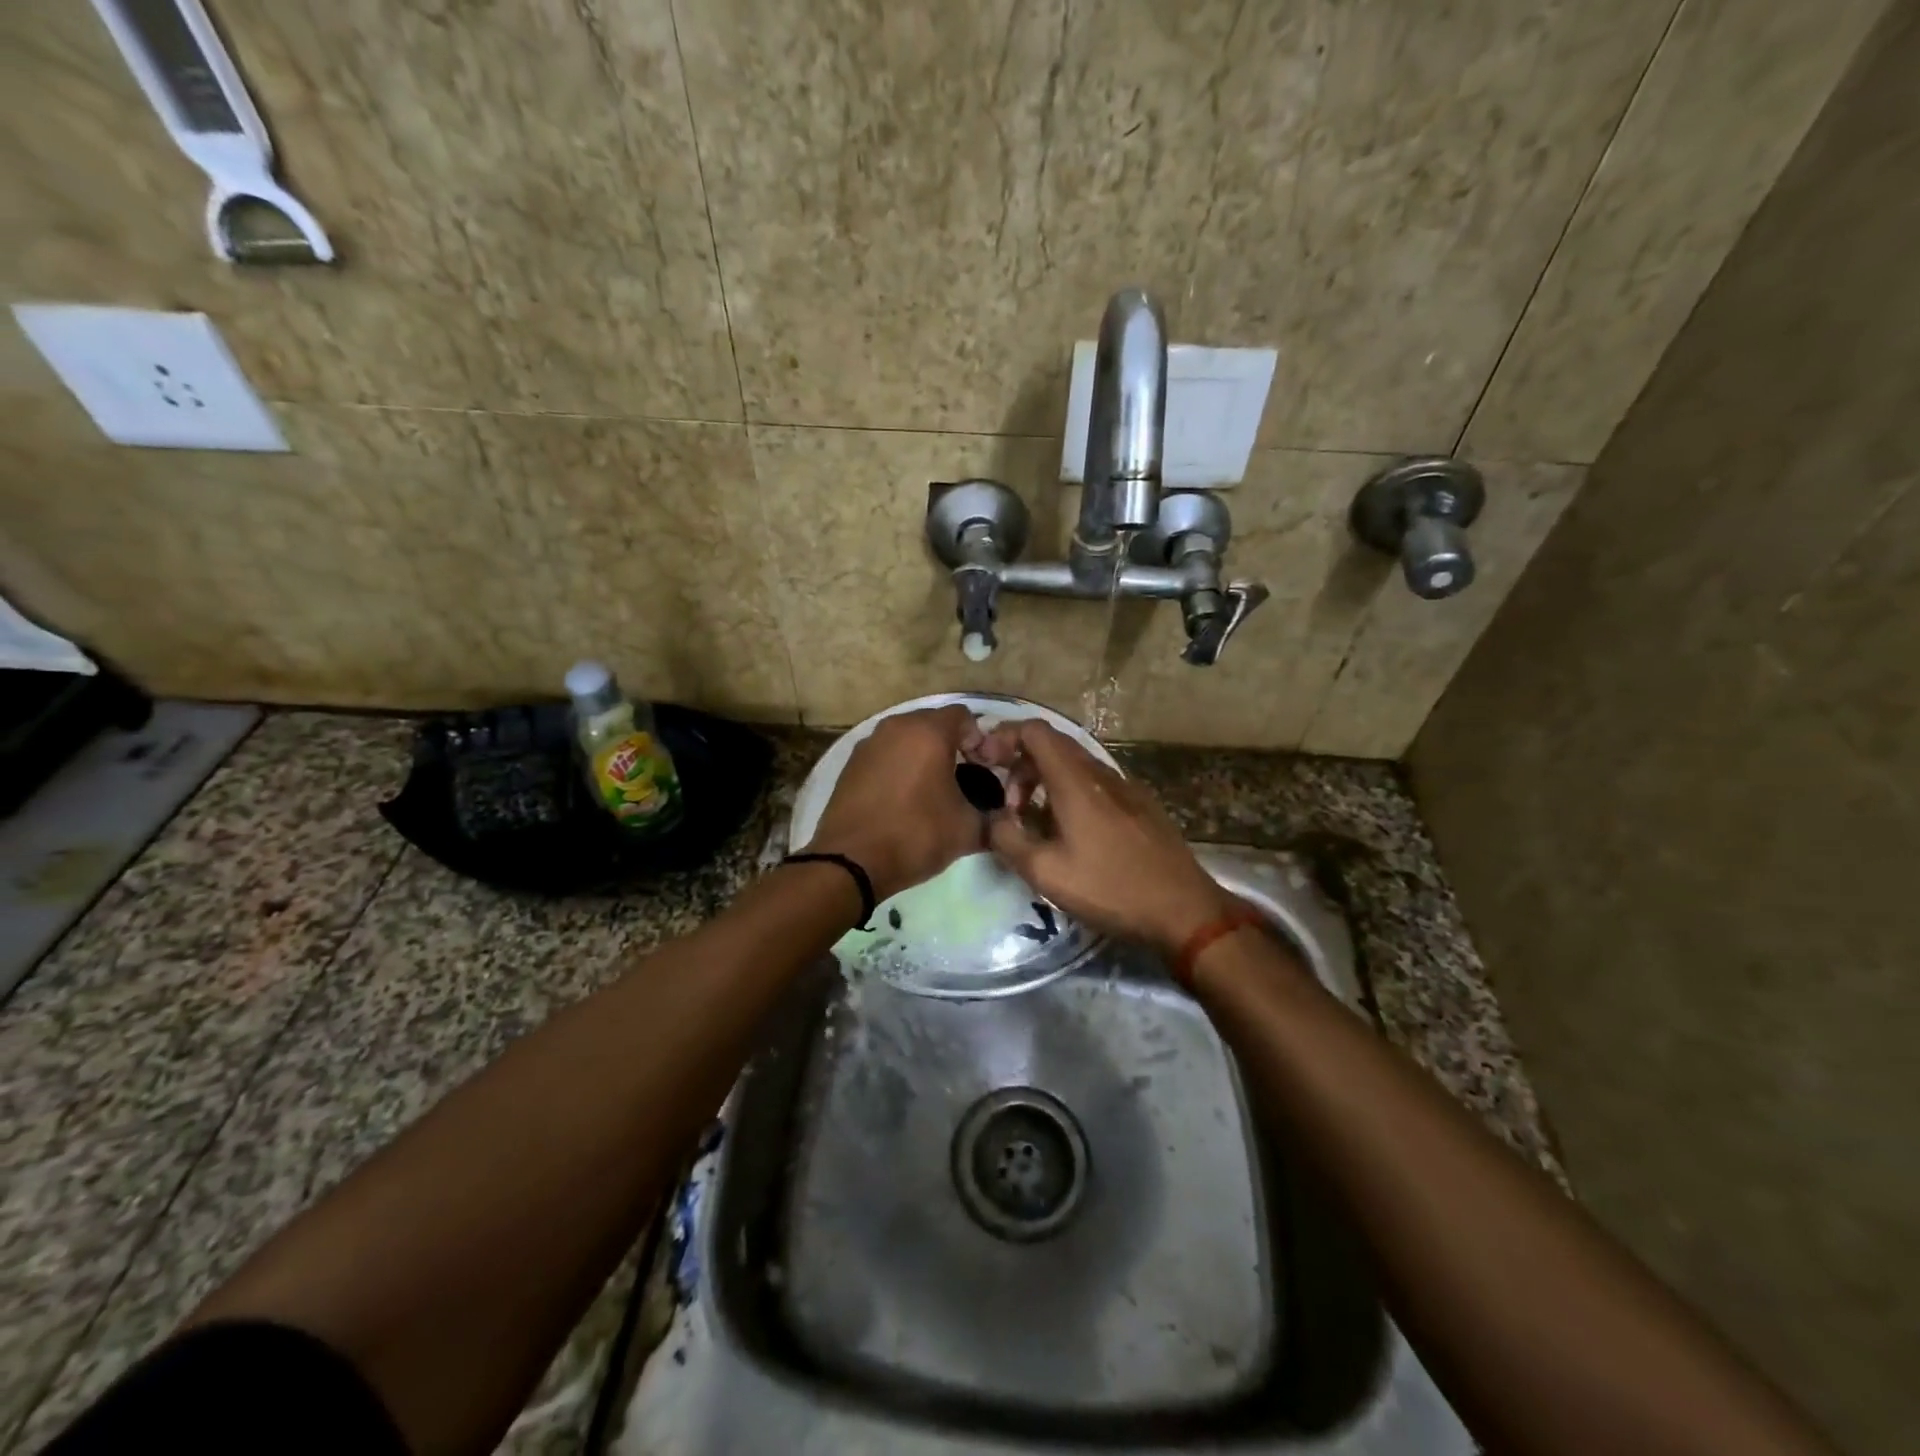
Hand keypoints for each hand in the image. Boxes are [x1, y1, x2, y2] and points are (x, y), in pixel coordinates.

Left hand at [807, 706, 987, 901]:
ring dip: (922, 755)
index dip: (980, 739)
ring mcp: (868, 744)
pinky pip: (884, 754)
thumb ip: (993, 818)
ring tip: (932, 789)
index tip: (985, 768)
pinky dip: (898, 766)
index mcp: (928, 732)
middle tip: (963, 778)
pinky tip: (903, 798)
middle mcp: (896, 727)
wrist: (851, 861)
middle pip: (933, 723)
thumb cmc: (916, 835)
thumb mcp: (967, 831)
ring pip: (906, 738)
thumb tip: (1005, 821)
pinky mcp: (850, 764)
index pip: (964, 716)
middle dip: (951, 745)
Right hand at [981, 720, 1233, 954]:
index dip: (1005, 737)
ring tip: (1032, 819)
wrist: (1184, 909)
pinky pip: (1095, 783)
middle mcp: (1101, 773)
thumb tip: (992, 818)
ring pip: (1075, 765)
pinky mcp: (1140, 804)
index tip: (986, 764)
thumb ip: (1007, 839)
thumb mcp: (1045, 872)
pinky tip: (1069, 831)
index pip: (1035, 731)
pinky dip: (1070, 792)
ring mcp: (1125, 787)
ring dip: (1045, 781)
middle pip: (1054, 745)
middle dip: (1021, 764)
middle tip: (1007, 803)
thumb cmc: (1110, 888)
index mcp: (1076, 781)